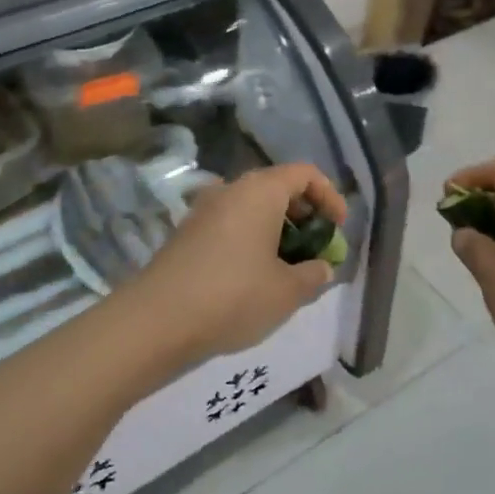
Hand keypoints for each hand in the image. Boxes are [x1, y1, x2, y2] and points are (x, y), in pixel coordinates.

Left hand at [126, 164, 346, 364]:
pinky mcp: (187, 233)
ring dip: (277, 230)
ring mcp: (204, 210)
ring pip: (252, 208)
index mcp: (261, 191)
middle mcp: (231, 189)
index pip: (305, 173)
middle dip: (304, 216)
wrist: (157, 320)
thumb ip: (313, 275)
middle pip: (278, 188)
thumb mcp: (287, 291)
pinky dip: (251, 240)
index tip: (337, 228)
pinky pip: (230, 224)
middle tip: (315, 250)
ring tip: (288, 268)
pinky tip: (254, 276)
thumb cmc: (234, 296)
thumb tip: (321, 267)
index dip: (329, 196)